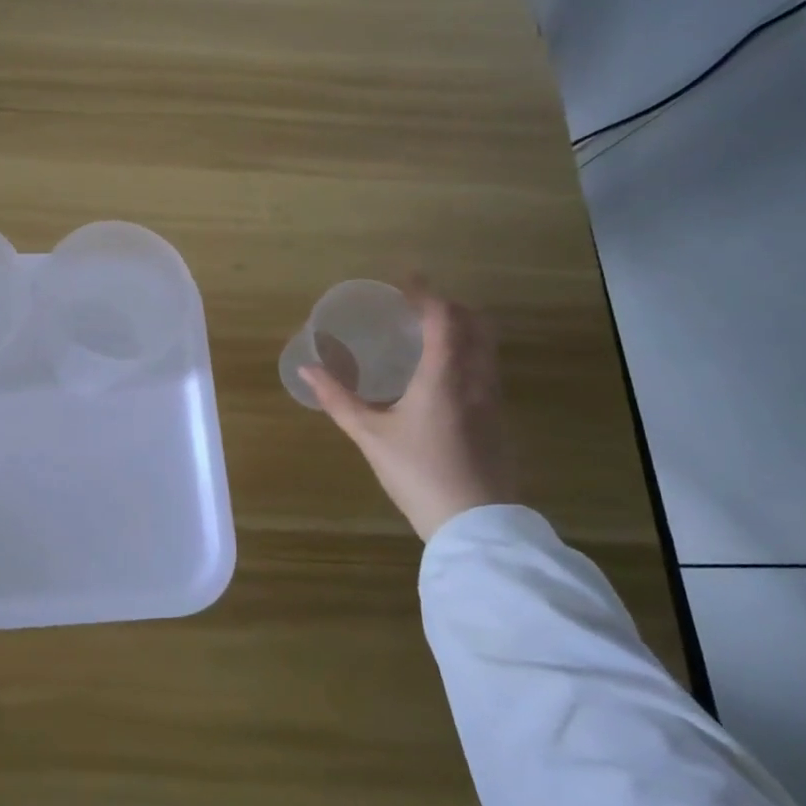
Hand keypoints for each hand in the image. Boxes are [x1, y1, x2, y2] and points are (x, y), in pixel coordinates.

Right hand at [300, 282, 516, 541]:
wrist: (475, 525)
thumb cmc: (418, 473)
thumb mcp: (370, 436)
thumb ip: (338, 399)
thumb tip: (307, 370)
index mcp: (444, 376)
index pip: (443, 317)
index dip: (424, 294)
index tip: (403, 280)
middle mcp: (476, 379)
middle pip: (475, 324)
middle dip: (448, 306)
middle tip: (416, 306)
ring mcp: (493, 401)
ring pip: (486, 348)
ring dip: (461, 330)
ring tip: (427, 335)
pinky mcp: (499, 421)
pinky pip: (485, 370)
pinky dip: (466, 355)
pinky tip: (441, 376)